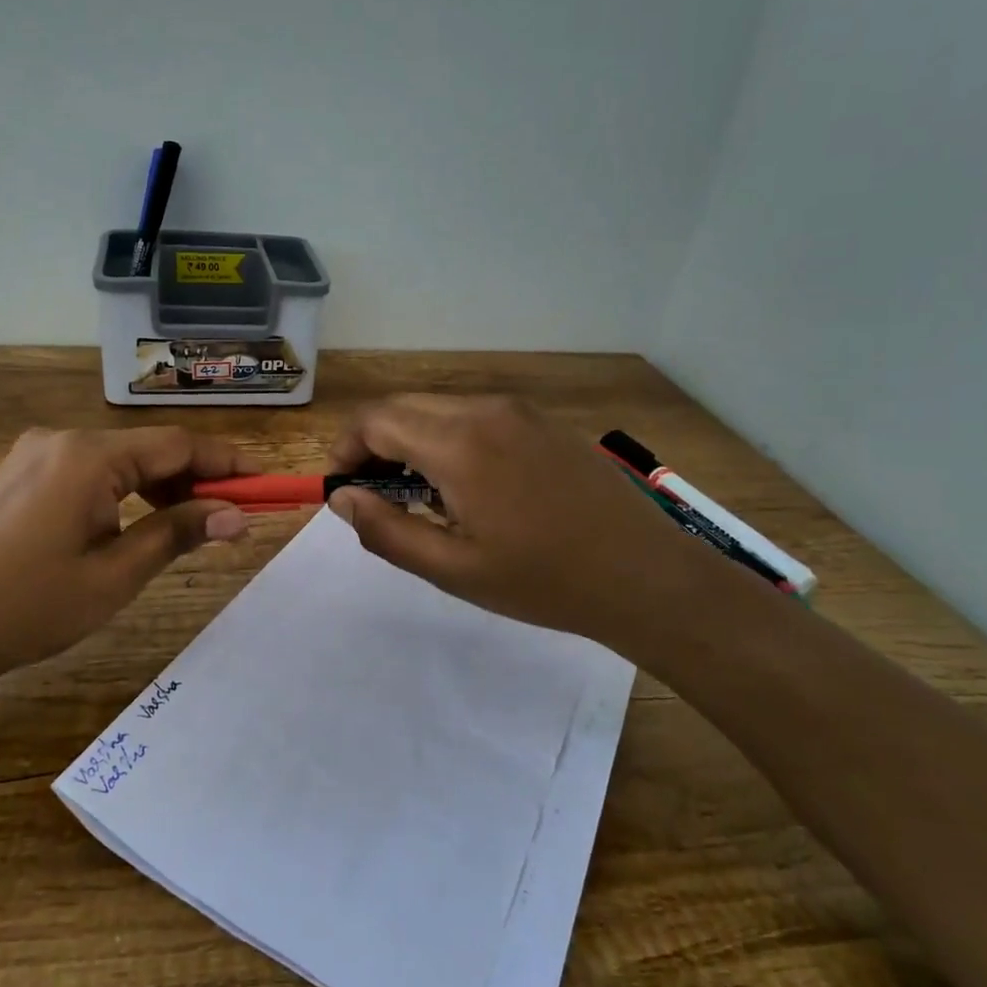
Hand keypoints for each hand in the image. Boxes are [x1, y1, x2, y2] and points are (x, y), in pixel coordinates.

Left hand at [0, 426, 256, 677]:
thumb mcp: (115, 574)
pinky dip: (124, 492)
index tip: (265, 483)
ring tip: (191, 525)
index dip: (227, 462)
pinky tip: (137, 524)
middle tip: (232, 516)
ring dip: (160, 487)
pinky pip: (89, 472)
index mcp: (89, 456)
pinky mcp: (22, 474)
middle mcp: (63, 439)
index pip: (178, 445)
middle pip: (149, 449)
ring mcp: (37, 454)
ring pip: (119, 461)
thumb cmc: (29, 606)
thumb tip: (236, 516)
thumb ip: (178, 533)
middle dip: (195, 479)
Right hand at [325, 395, 723, 649]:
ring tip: (421, 497)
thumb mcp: (453, 569)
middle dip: (374, 443)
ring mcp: (518, 411)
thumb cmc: (543, 580)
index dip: (346, 449)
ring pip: (438, 408)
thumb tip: (342, 498)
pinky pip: (475, 415)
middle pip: (403, 406)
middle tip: (374, 494)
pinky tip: (468, 486)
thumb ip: (386, 530)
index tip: (342, 487)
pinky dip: (449, 438)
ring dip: (411, 440)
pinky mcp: (541, 421)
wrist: (645, 574)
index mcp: (459, 443)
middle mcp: (485, 410)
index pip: (375, 420)